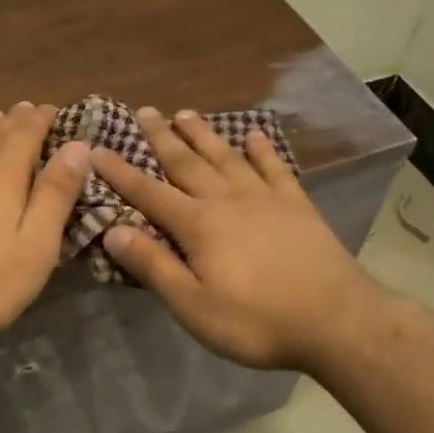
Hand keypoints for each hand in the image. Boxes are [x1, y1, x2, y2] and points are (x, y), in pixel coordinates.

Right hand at [93, 107, 383, 371]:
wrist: (336, 320)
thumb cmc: (256, 321)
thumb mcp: (193, 305)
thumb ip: (153, 266)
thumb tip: (112, 231)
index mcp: (198, 224)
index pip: (149, 193)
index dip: (120, 172)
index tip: (97, 149)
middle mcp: (227, 200)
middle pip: (187, 162)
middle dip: (162, 137)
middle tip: (144, 111)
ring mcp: (265, 198)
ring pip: (226, 157)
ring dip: (203, 135)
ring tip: (186, 114)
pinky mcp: (297, 205)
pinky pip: (274, 168)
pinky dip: (262, 150)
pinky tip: (253, 136)